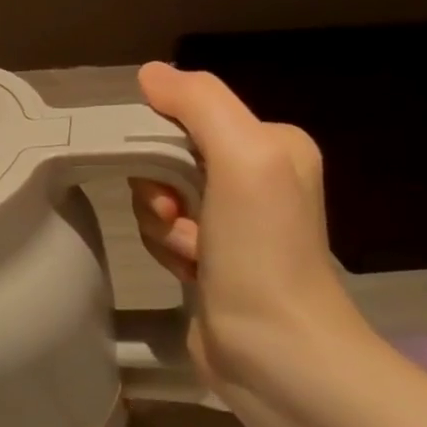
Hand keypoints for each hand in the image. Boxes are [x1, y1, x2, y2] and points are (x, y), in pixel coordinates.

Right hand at [128, 62, 365, 391]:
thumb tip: (150, 73)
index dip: (161, 142)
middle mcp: (255, 177)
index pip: (188, 115)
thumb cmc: (262, 250)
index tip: (170, 180)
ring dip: (161, 225)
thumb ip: (199, 103)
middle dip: (160, 189)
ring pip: (158, 197)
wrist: (276, 353)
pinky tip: (189, 272)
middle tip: (178, 217)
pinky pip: (162, 231)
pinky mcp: (211, 258)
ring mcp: (233, 222)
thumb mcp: (242, 158)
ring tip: (191, 254)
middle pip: (168, 157)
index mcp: (272, 144)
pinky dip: (166, 250)